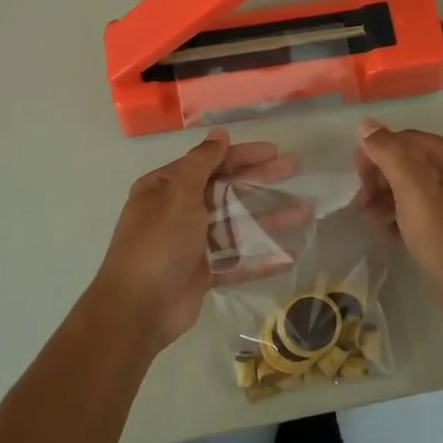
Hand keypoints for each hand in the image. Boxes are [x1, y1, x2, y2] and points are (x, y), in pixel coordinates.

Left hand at [92, 130, 297, 351]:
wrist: (138, 309)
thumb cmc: (158, 243)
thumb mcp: (178, 194)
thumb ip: (201, 163)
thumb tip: (218, 133)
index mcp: (166, 188)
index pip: (210, 163)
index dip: (242, 155)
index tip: (274, 150)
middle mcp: (178, 211)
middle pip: (226, 190)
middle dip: (260, 179)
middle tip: (294, 168)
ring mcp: (192, 243)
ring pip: (236, 225)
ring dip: (268, 217)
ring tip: (304, 212)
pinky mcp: (203, 273)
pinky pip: (236, 260)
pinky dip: (260, 258)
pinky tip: (287, 255)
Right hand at [355, 119, 442, 342]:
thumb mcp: (415, 193)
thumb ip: (390, 154)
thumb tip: (367, 124)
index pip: (412, 140)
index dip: (379, 152)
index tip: (355, 177)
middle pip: (413, 163)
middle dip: (382, 178)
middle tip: (360, 201)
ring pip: (415, 190)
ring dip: (386, 199)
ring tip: (368, 219)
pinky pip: (422, 213)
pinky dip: (401, 218)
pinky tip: (386, 234)